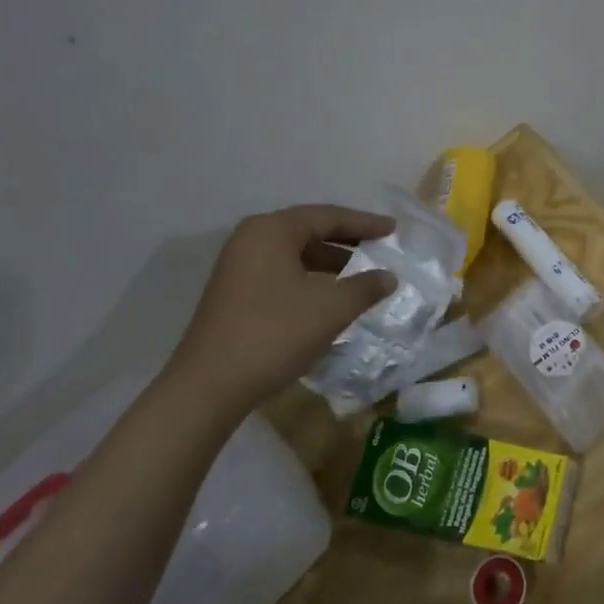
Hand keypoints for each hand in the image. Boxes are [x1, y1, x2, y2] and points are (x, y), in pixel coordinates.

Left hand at [163, 204, 397, 419]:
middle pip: (308, 229)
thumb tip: (388, 276)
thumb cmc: (275, 334)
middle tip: (379, 246)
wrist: (209, 387)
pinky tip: (329, 295)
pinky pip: (281, 270)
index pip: (328, 216)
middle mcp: (251, 239)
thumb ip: (365, 287)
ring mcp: (238, 266)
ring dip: (329, 260)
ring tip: (360, 273)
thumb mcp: (331, 309)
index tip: (393, 230)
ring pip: (294, 252)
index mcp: (272, 231)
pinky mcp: (234, 292)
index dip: (365, 223)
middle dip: (346, 238)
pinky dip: (309, 276)